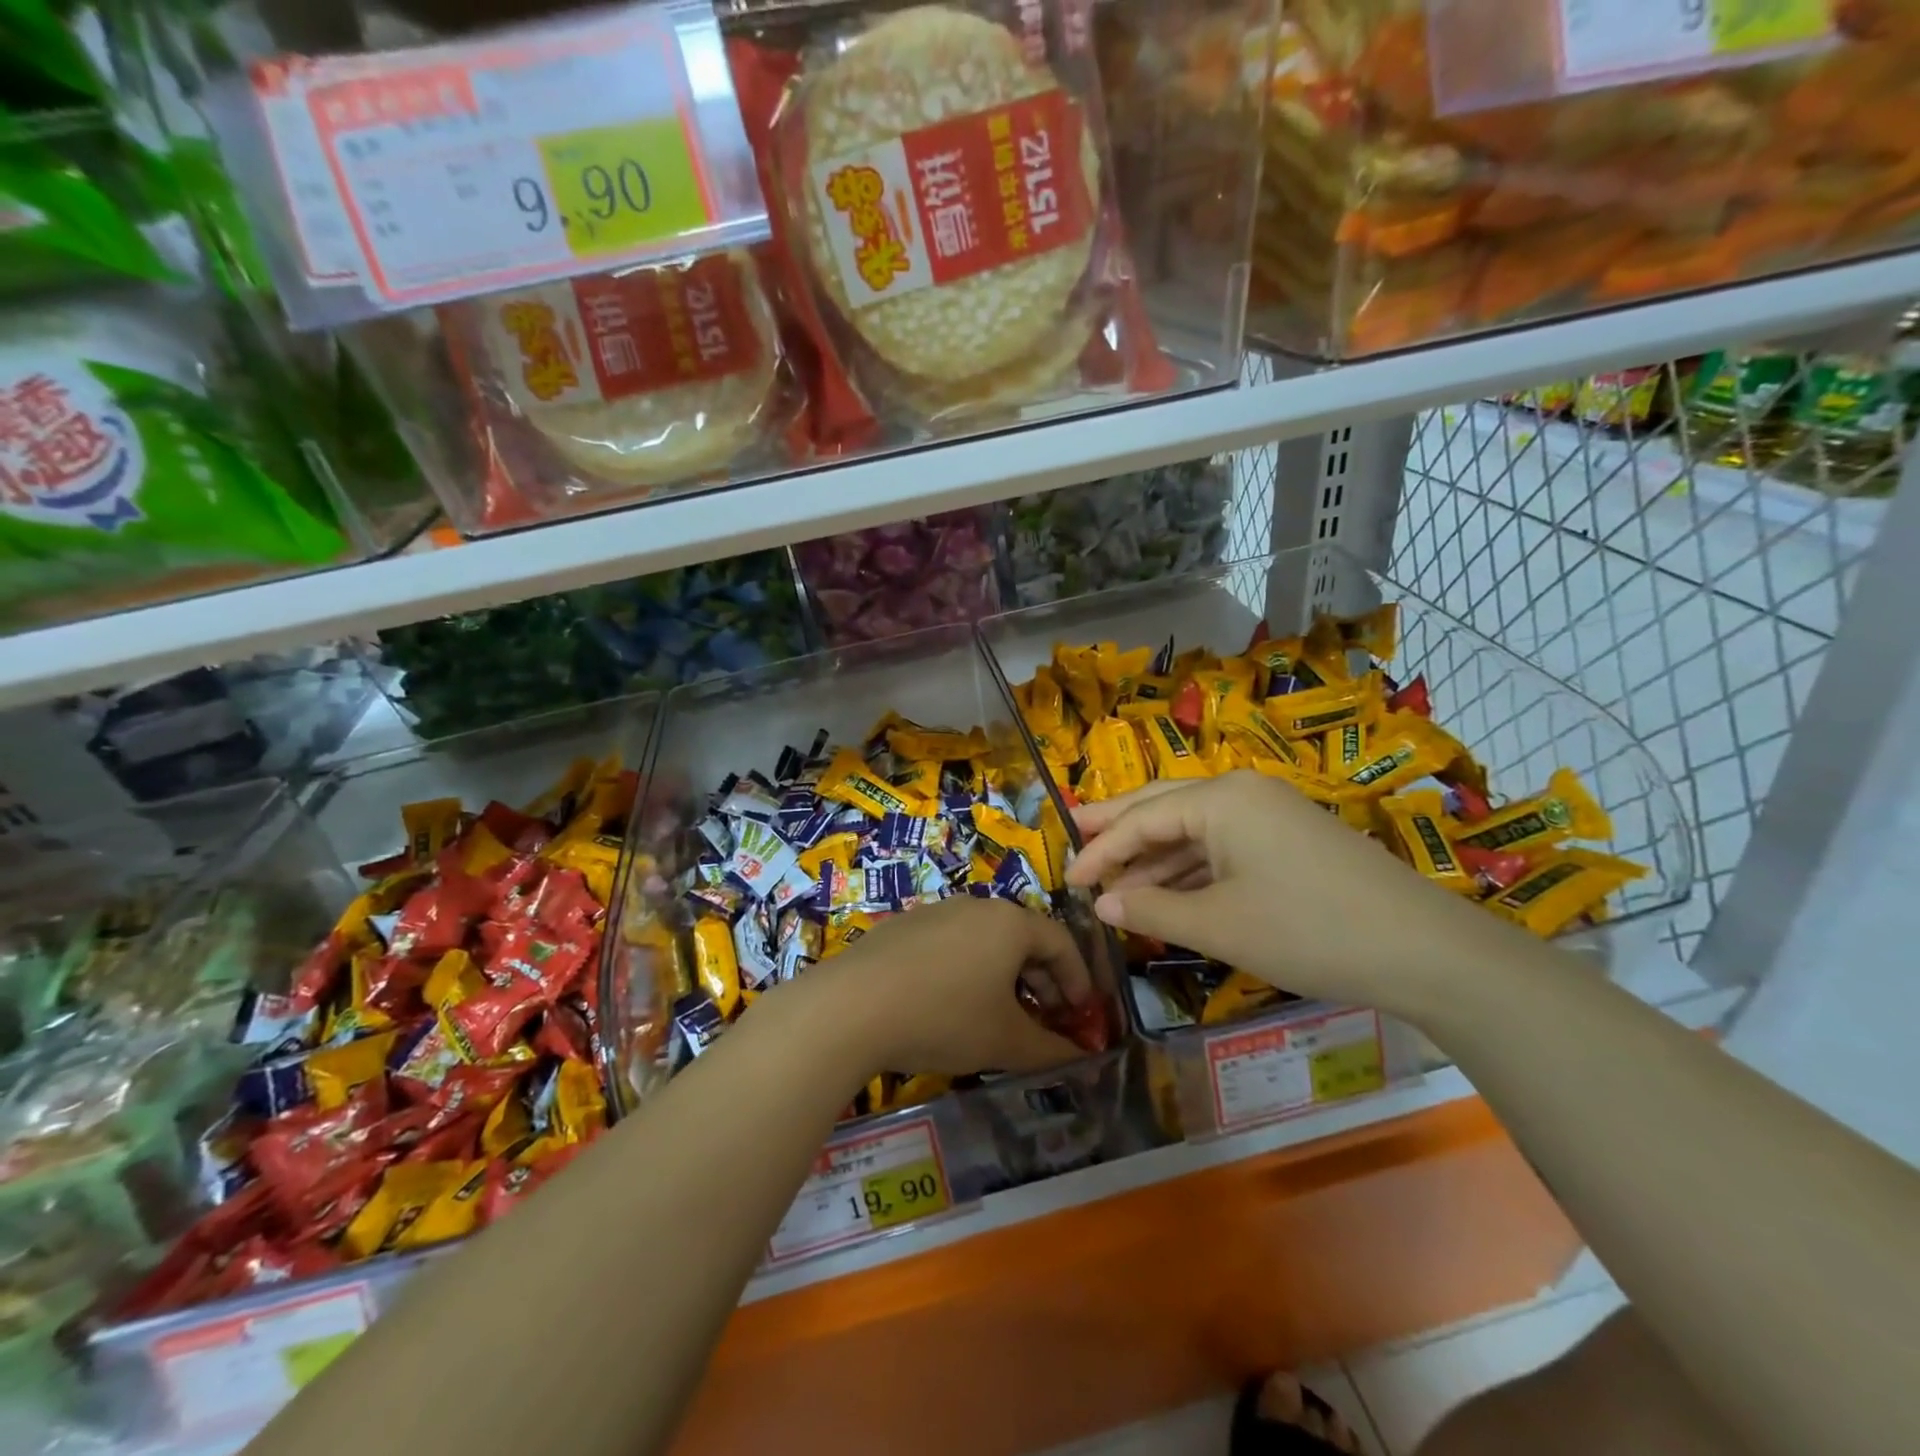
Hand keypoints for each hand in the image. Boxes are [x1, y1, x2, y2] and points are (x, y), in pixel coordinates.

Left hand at [810, 898, 1093, 1075]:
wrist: (852, 1006)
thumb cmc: (944, 1017)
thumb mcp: (1005, 1041)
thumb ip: (1051, 1050)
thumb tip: (1080, 1057)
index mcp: (1010, 922)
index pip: (1061, 942)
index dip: (1078, 979)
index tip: (1083, 1014)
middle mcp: (976, 906)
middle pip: (1023, 939)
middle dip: (1042, 981)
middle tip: (1048, 1020)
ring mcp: (936, 912)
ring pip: (986, 942)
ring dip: (1004, 978)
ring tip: (1002, 1017)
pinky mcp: (903, 927)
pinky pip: (952, 945)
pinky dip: (968, 972)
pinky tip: (953, 1006)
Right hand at [1065, 771, 1511, 1020]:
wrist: (1424, 950)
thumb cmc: (1307, 929)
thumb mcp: (1219, 925)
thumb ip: (1152, 910)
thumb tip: (1103, 904)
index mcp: (1220, 799)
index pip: (1141, 819)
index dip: (1100, 850)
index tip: (1066, 879)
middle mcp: (1241, 793)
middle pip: (1163, 806)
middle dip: (1118, 829)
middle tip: (1076, 840)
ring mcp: (1270, 814)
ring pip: (1193, 829)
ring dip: (1154, 858)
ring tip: (1115, 885)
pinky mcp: (1289, 840)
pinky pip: (1222, 846)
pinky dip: (1190, 869)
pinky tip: (1169, 894)